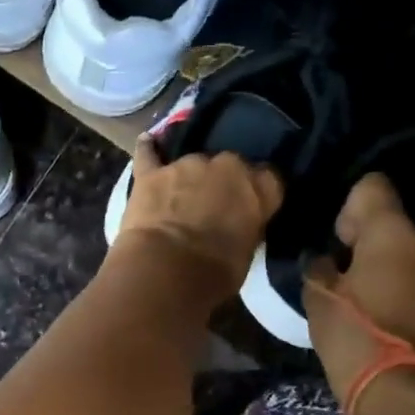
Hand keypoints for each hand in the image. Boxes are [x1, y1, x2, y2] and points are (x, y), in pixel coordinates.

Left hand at [112, 135, 282, 298]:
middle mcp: (224, 166)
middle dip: (222, 181)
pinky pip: (148, 154)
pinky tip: (147, 142)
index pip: (268, 178)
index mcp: (257, 187)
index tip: (252, 205)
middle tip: (213, 205)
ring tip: (180, 196)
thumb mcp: (247, 253)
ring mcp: (185, 165)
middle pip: (228, 166)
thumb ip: (246, 227)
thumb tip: (238, 224)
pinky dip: (148, 150)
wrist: (166, 269)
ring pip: (192, 163)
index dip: (258, 191)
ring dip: (189, 177)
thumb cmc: (215, 271)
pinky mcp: (150, 174)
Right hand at [305, 173, 414, 385]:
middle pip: (396, 226)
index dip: (349, 205)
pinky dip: (404, 290)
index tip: (335, 234)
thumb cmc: (353, 334)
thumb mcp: (317, 296)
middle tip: (344, 267)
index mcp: (394, 234)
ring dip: (390, 267)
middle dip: (371, 241)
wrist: (402, 393)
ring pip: (412, 256)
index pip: (373, 187)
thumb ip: (320, 266)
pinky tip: (383, 313)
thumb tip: (325, 259)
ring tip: (364, 294)